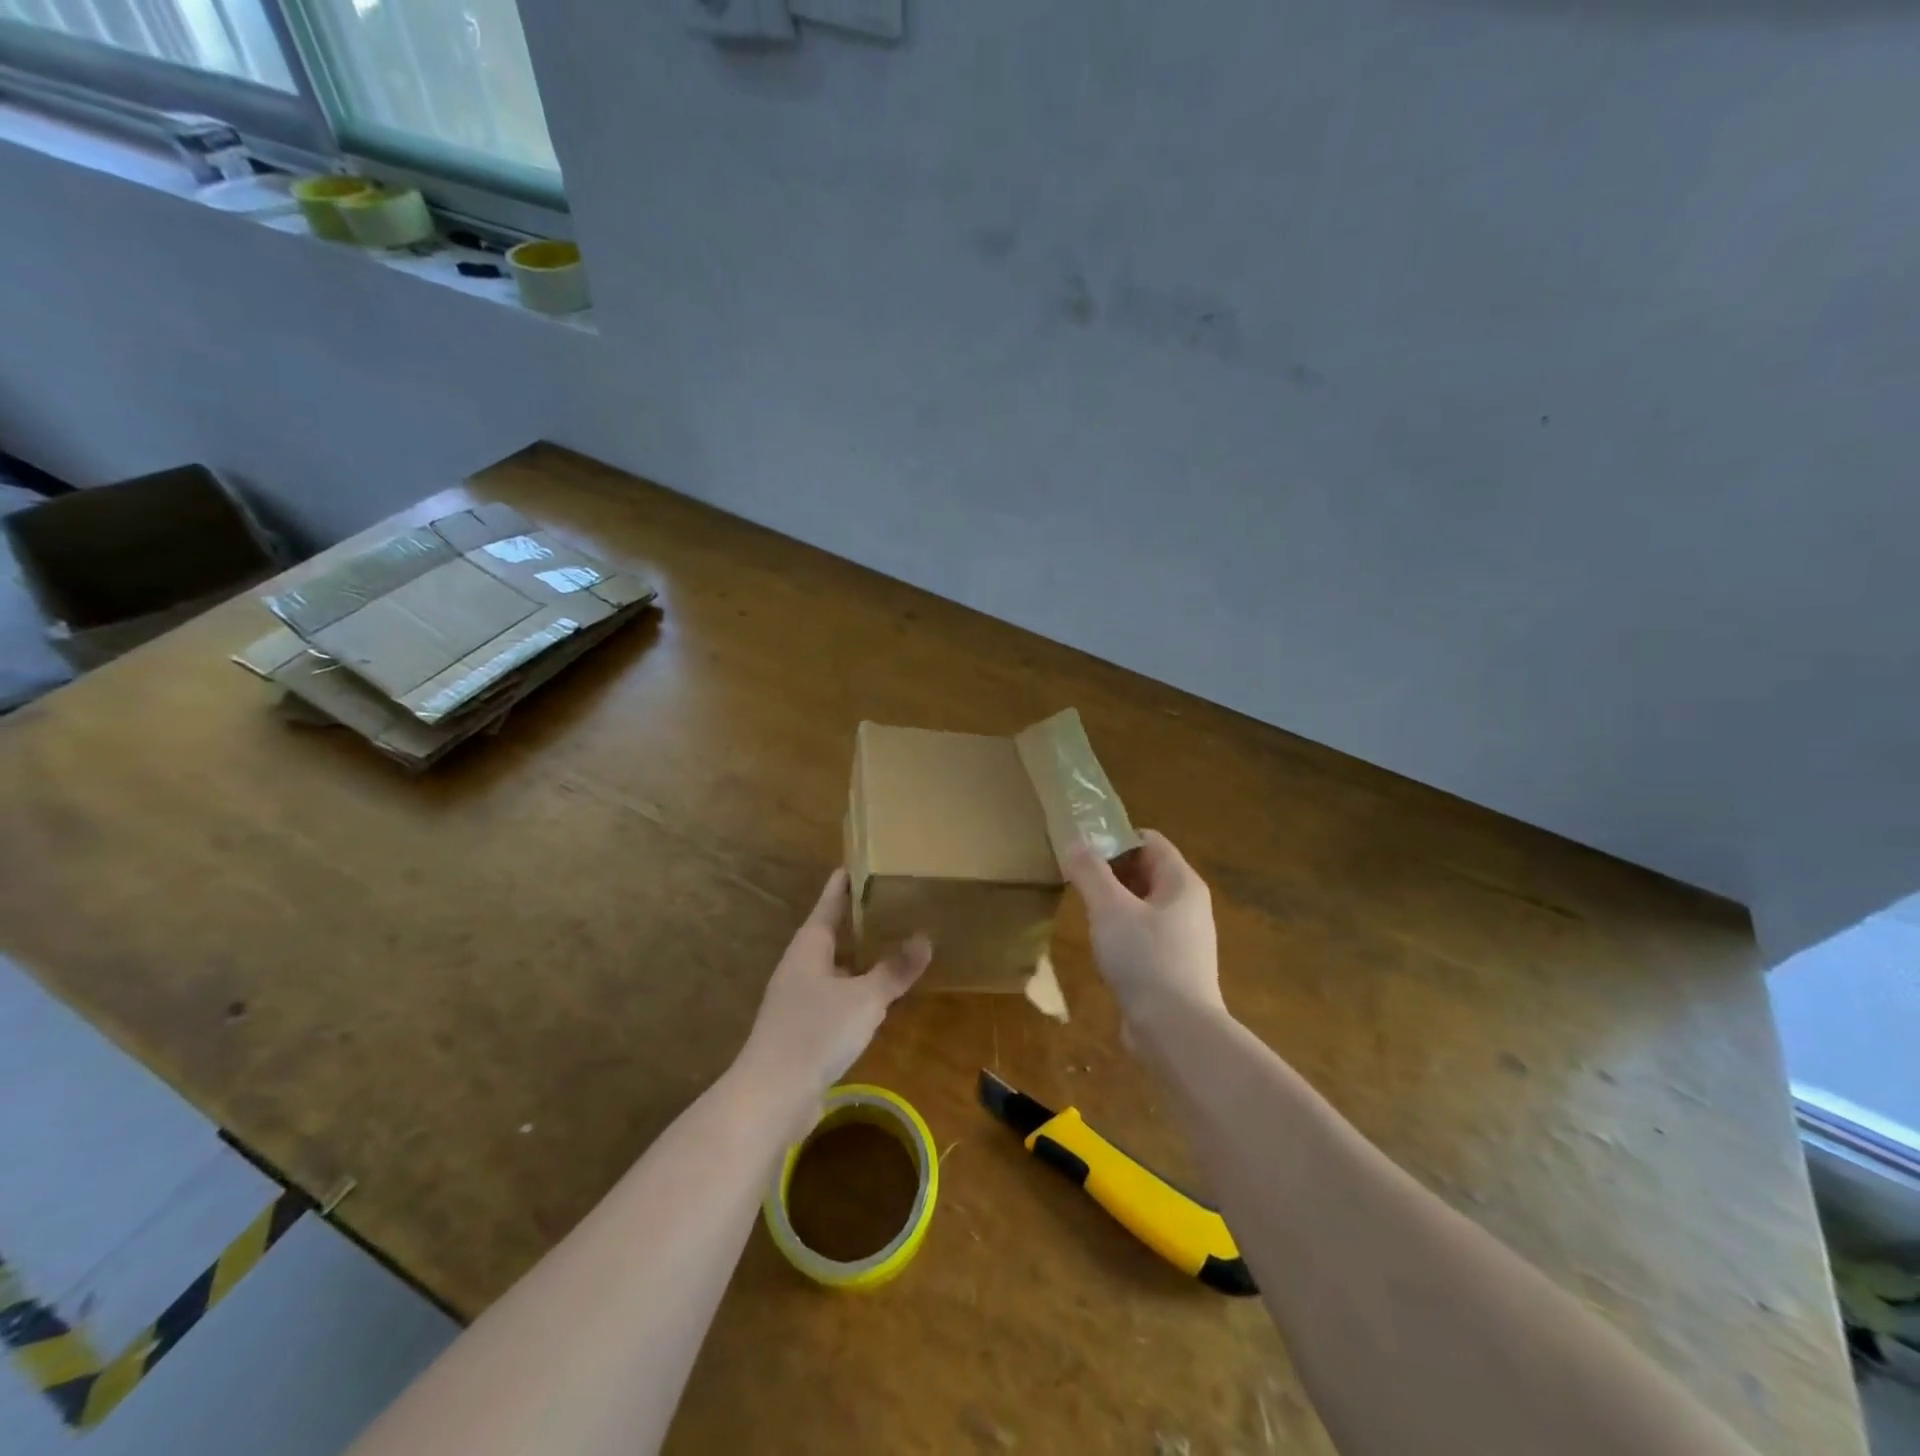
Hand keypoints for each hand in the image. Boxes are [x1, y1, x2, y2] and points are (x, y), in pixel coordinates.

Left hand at [736, 869, 930, 1132]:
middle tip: (895, 900)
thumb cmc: (815, 1032)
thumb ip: (895, 969)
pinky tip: (880, 995)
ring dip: (862, 955)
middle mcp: (802, 965)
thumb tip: (925, 938)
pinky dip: (859, 987)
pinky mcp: (805, 1027)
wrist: (771, 1096)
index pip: (830, 900)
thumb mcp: (865, 997)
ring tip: (895, 942)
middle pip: (833, 931)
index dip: (847, 880)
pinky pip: (837, 995)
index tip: (865, 860)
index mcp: (810, 945)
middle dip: (861, 917)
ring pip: (837, 965)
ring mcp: (800, 997)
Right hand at [1065, 830, 1222, 1025]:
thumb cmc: (1145, 959)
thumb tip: (1074, 843)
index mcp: (1182, 883)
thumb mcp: (1110, 909)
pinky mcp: (1173, 968)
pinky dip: (1122, 933)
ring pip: (1143, 906)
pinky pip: (1144, 936)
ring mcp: (1183, 940)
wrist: (1176, 1033)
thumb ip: (1090, 872)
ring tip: (1083, 911)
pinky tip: (1101, 948)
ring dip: (1114, 904)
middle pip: (1146, 872)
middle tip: (1075, 879)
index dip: (1115, 839)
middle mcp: (1188, 906)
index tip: (1081, 850)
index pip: (1149, 841)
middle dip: (1111, 871)